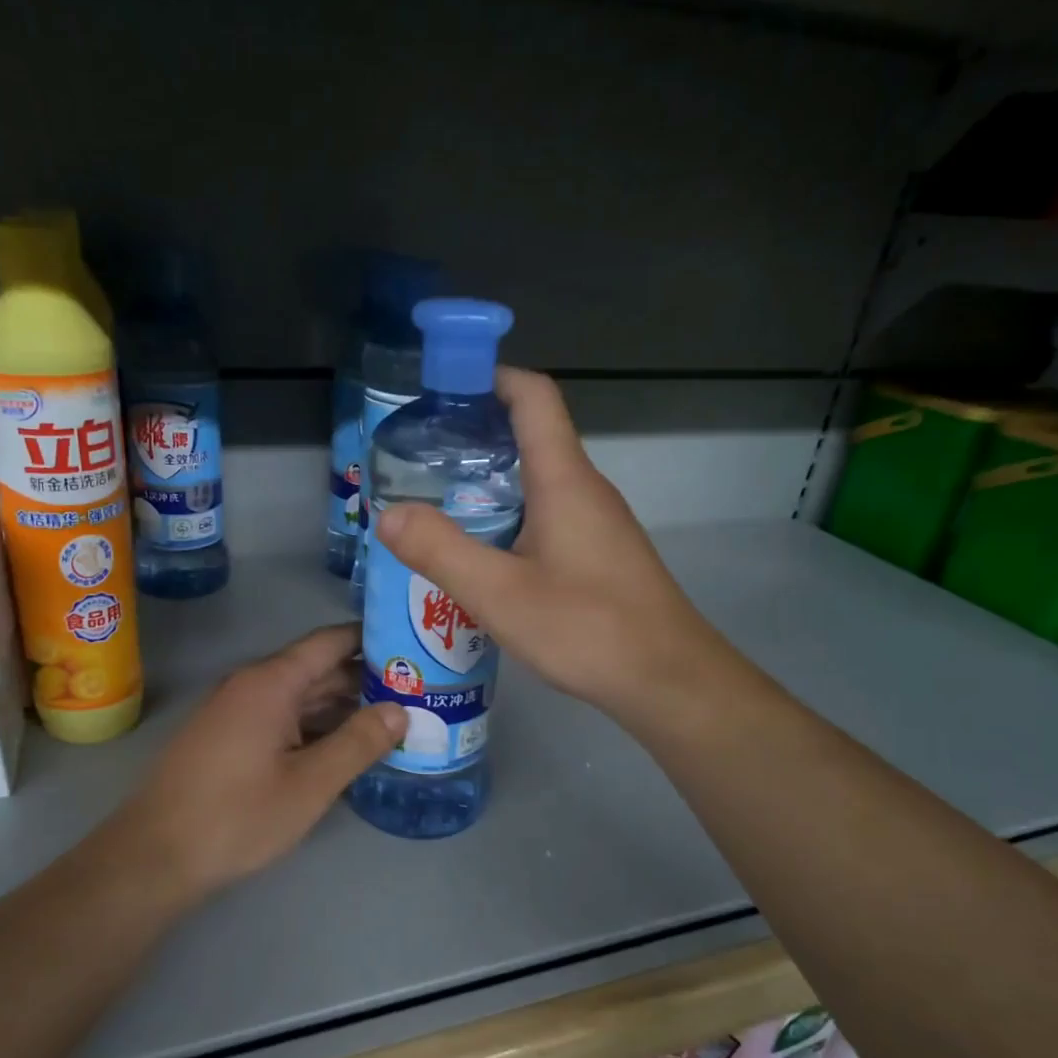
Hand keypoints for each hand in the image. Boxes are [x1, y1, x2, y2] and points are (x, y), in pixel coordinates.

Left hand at [105, 625, 405, 894]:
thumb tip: (401, 710)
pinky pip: (282, 718)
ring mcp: (237, 712)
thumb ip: (358, 742)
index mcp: (271, 682)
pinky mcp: (229, 738)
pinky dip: (316, 726)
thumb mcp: (309, 784)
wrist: (153, 857)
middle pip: (318, 669)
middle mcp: (252, 686)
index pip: (330, 641)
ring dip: (343, 706)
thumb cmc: (236, 816)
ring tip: (394, 718)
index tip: (413, 644)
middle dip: (366, 679)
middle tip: (418, 690)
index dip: (372, 639)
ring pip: (301, 697)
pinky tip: (346, 746)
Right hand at [375, 368, 724, 724]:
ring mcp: (597, 523)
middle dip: (474, 435)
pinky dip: (509, 516)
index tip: (440, 389)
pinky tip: (482, 554)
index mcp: (564, 479)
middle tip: (418, 459)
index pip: (533, 396)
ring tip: (436, 505)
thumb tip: (388, 514)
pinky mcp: (600, 554)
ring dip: (489, 481)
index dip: (489, 377)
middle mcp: (585, 489)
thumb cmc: (587, 629)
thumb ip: (441, 551)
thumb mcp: (499, 594)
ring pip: (538, 480)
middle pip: (531, 435)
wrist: (668, 680)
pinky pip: (548, 515)